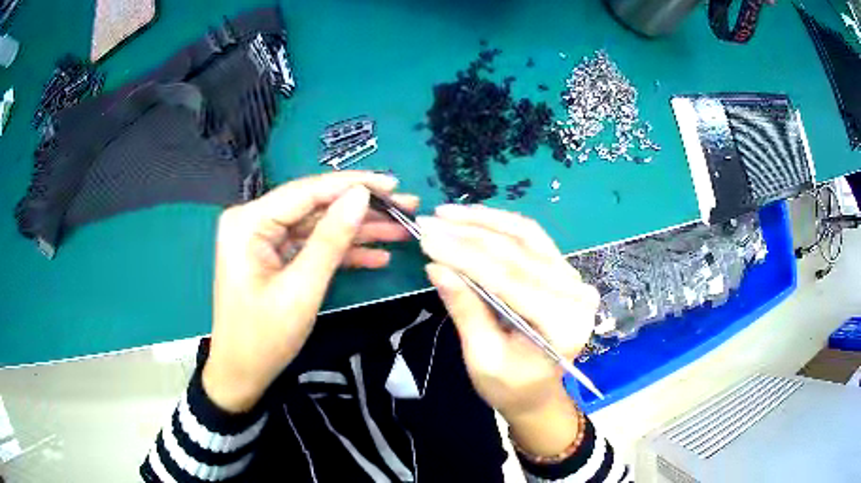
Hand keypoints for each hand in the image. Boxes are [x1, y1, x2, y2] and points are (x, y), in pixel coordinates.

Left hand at [203, 171, 418, 412]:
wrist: (241, 374)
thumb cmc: (263, 338)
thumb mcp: (301, 289)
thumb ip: (331, 239)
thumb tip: (361, 195)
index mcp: (249, 222)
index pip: (307, 191)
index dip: (353, 184)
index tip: (393, 183)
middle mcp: (254, 221)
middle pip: (315, 206)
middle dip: (362, 209)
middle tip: (406, 206)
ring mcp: (265, 239)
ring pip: (319, 226)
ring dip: (358, 231)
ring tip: (402, 230)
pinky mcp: (275, 256)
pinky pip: (312, 246)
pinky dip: (342, 252)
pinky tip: (378, 256)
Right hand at [417, 205, 598, 454]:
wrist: (538, 393)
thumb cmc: (510, 386)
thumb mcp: (482, 358)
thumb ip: (465, 310)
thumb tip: (436, 267)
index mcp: (562, 323)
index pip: (508, 279)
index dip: (463, 256)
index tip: (426, 238)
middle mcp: (575, 293)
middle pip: (517, 252)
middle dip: (467, 235)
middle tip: (428, 223)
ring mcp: (573, 278)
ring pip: (526, 235)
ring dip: (483, 221)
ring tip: (447, 213)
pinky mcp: (563, 271)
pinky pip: (532, 238)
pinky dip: (500, 225)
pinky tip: (474, 217)